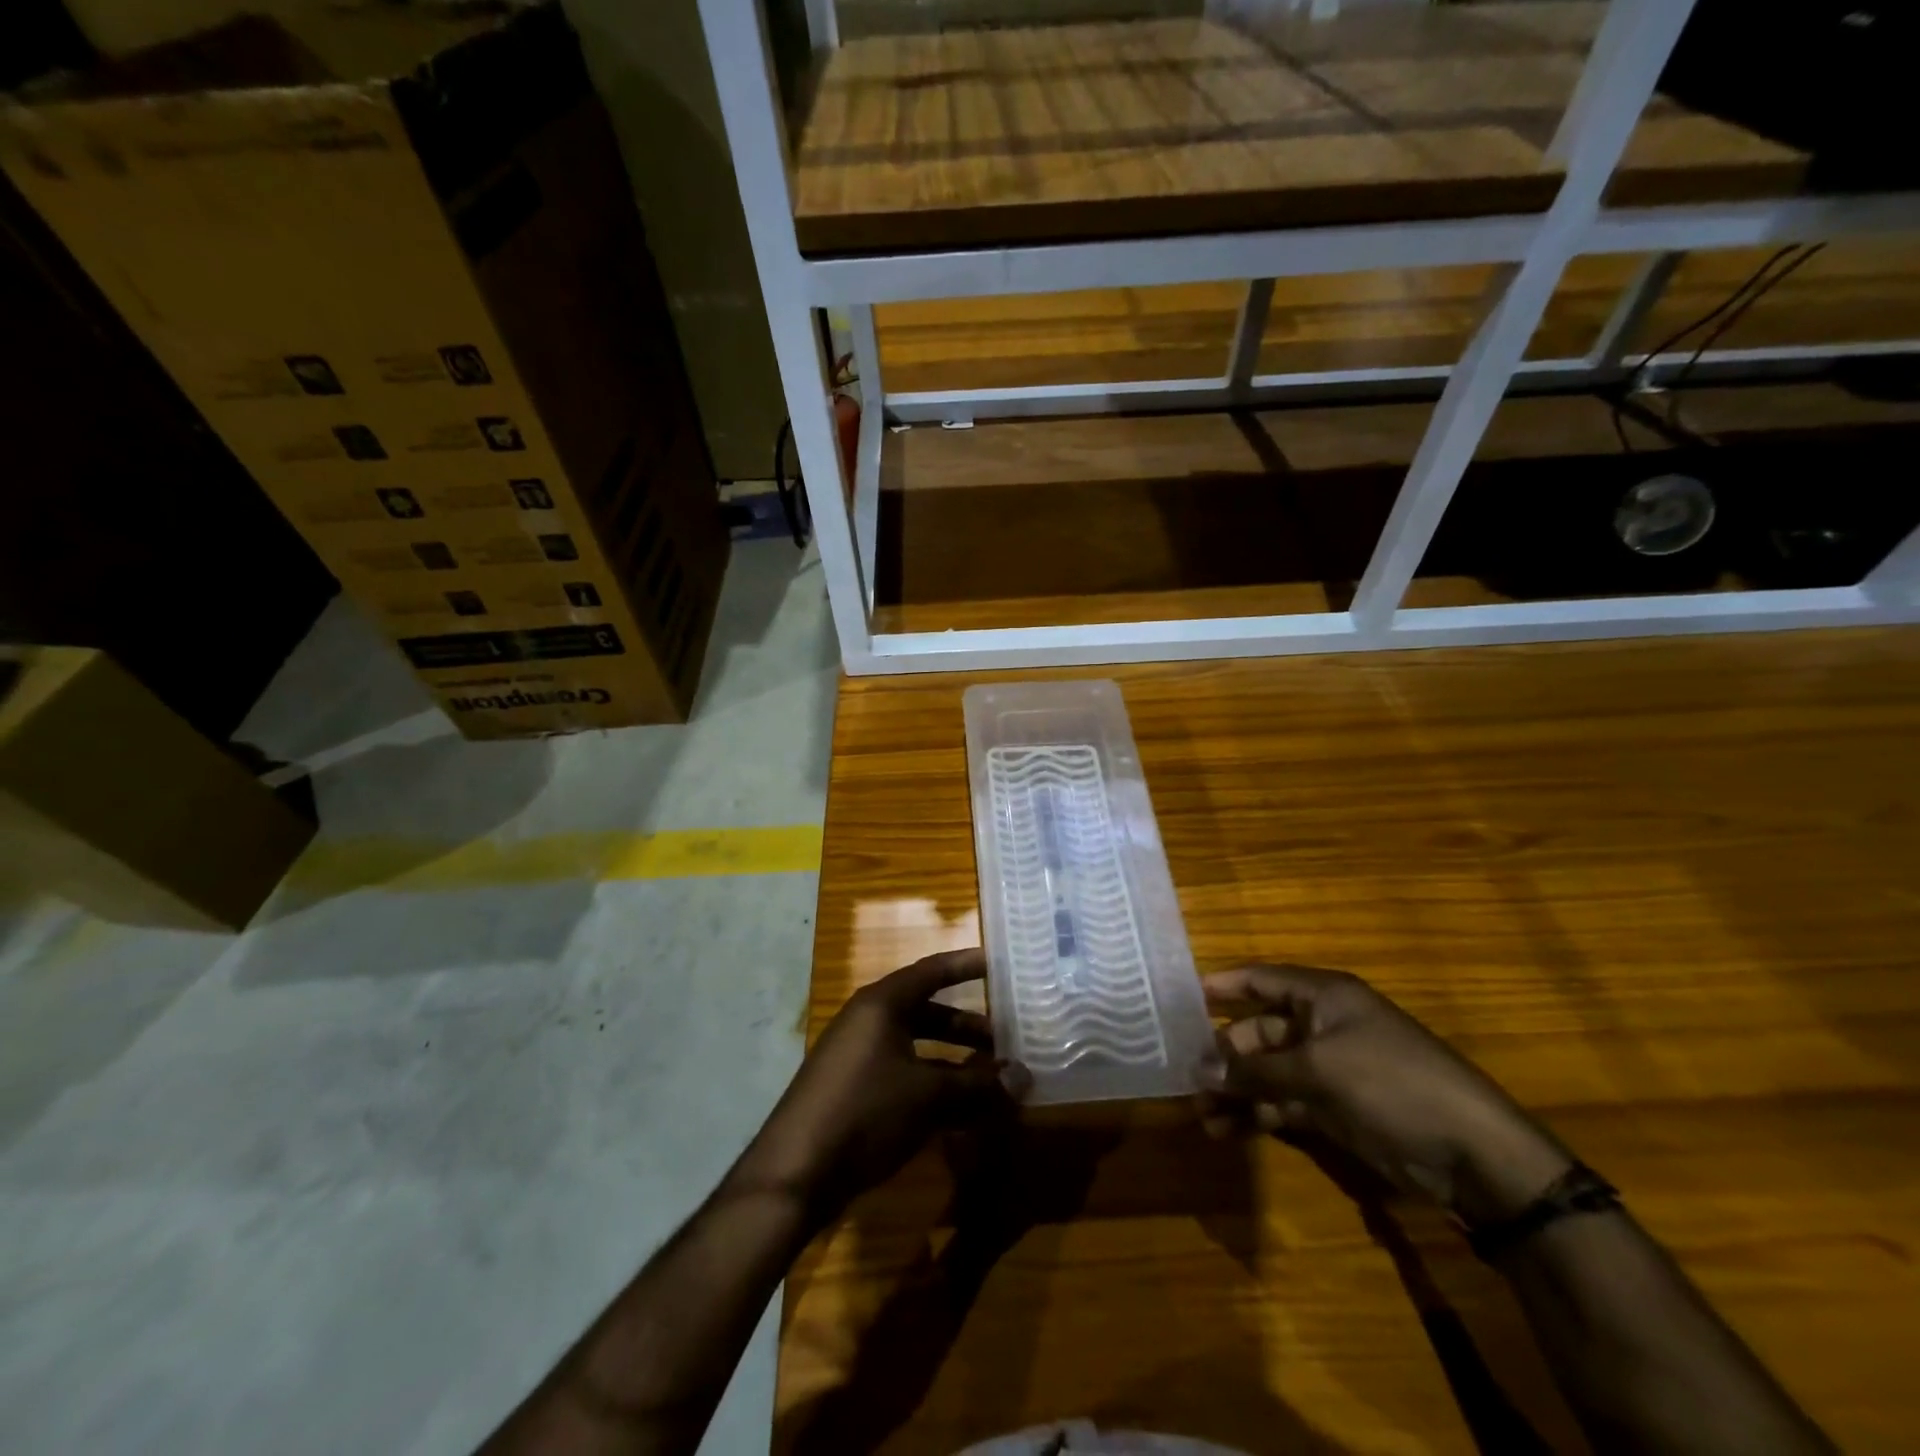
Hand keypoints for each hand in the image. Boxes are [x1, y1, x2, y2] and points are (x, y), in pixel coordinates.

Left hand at [730, 950, 1028, 1224]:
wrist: (796, 1173)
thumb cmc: (864, 1112)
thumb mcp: (927, 1096)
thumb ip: (978, 1086)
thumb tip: (1025, 1077)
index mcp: (881, 1005)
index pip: (931, 972)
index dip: (964, 965)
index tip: (996, 962)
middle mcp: (868, 1022)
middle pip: (926, 1012)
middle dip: (965, 1026)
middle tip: (1004, 1037)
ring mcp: (858, 1058)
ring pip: (917, 1048)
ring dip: (953, 1061)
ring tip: (990, 1078)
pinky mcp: (853, 1091)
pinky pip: (903, 1075)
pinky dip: (933, 1085)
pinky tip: (960, 1112)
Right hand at [1198, 964, 1573, 1223]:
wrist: (1474, 1156)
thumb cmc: (1393, 1084)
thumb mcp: (1319, 1070)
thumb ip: (1255, 1069)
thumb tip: (1199, 1069)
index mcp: (1324, 997)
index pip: (1261, 979)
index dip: (1222, 986)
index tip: (1180, 1000)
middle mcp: (1322, 1026)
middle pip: (1258, 1030)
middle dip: (1223, 1054)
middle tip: (1187, 1080)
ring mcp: (1329, 1070)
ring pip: (1267, 1072)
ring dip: (1235, 1090)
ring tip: (1202, 1116)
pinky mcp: (1335, 1109)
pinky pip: (1283, 1103)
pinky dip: (1257, 1114)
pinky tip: (1228, 1131)